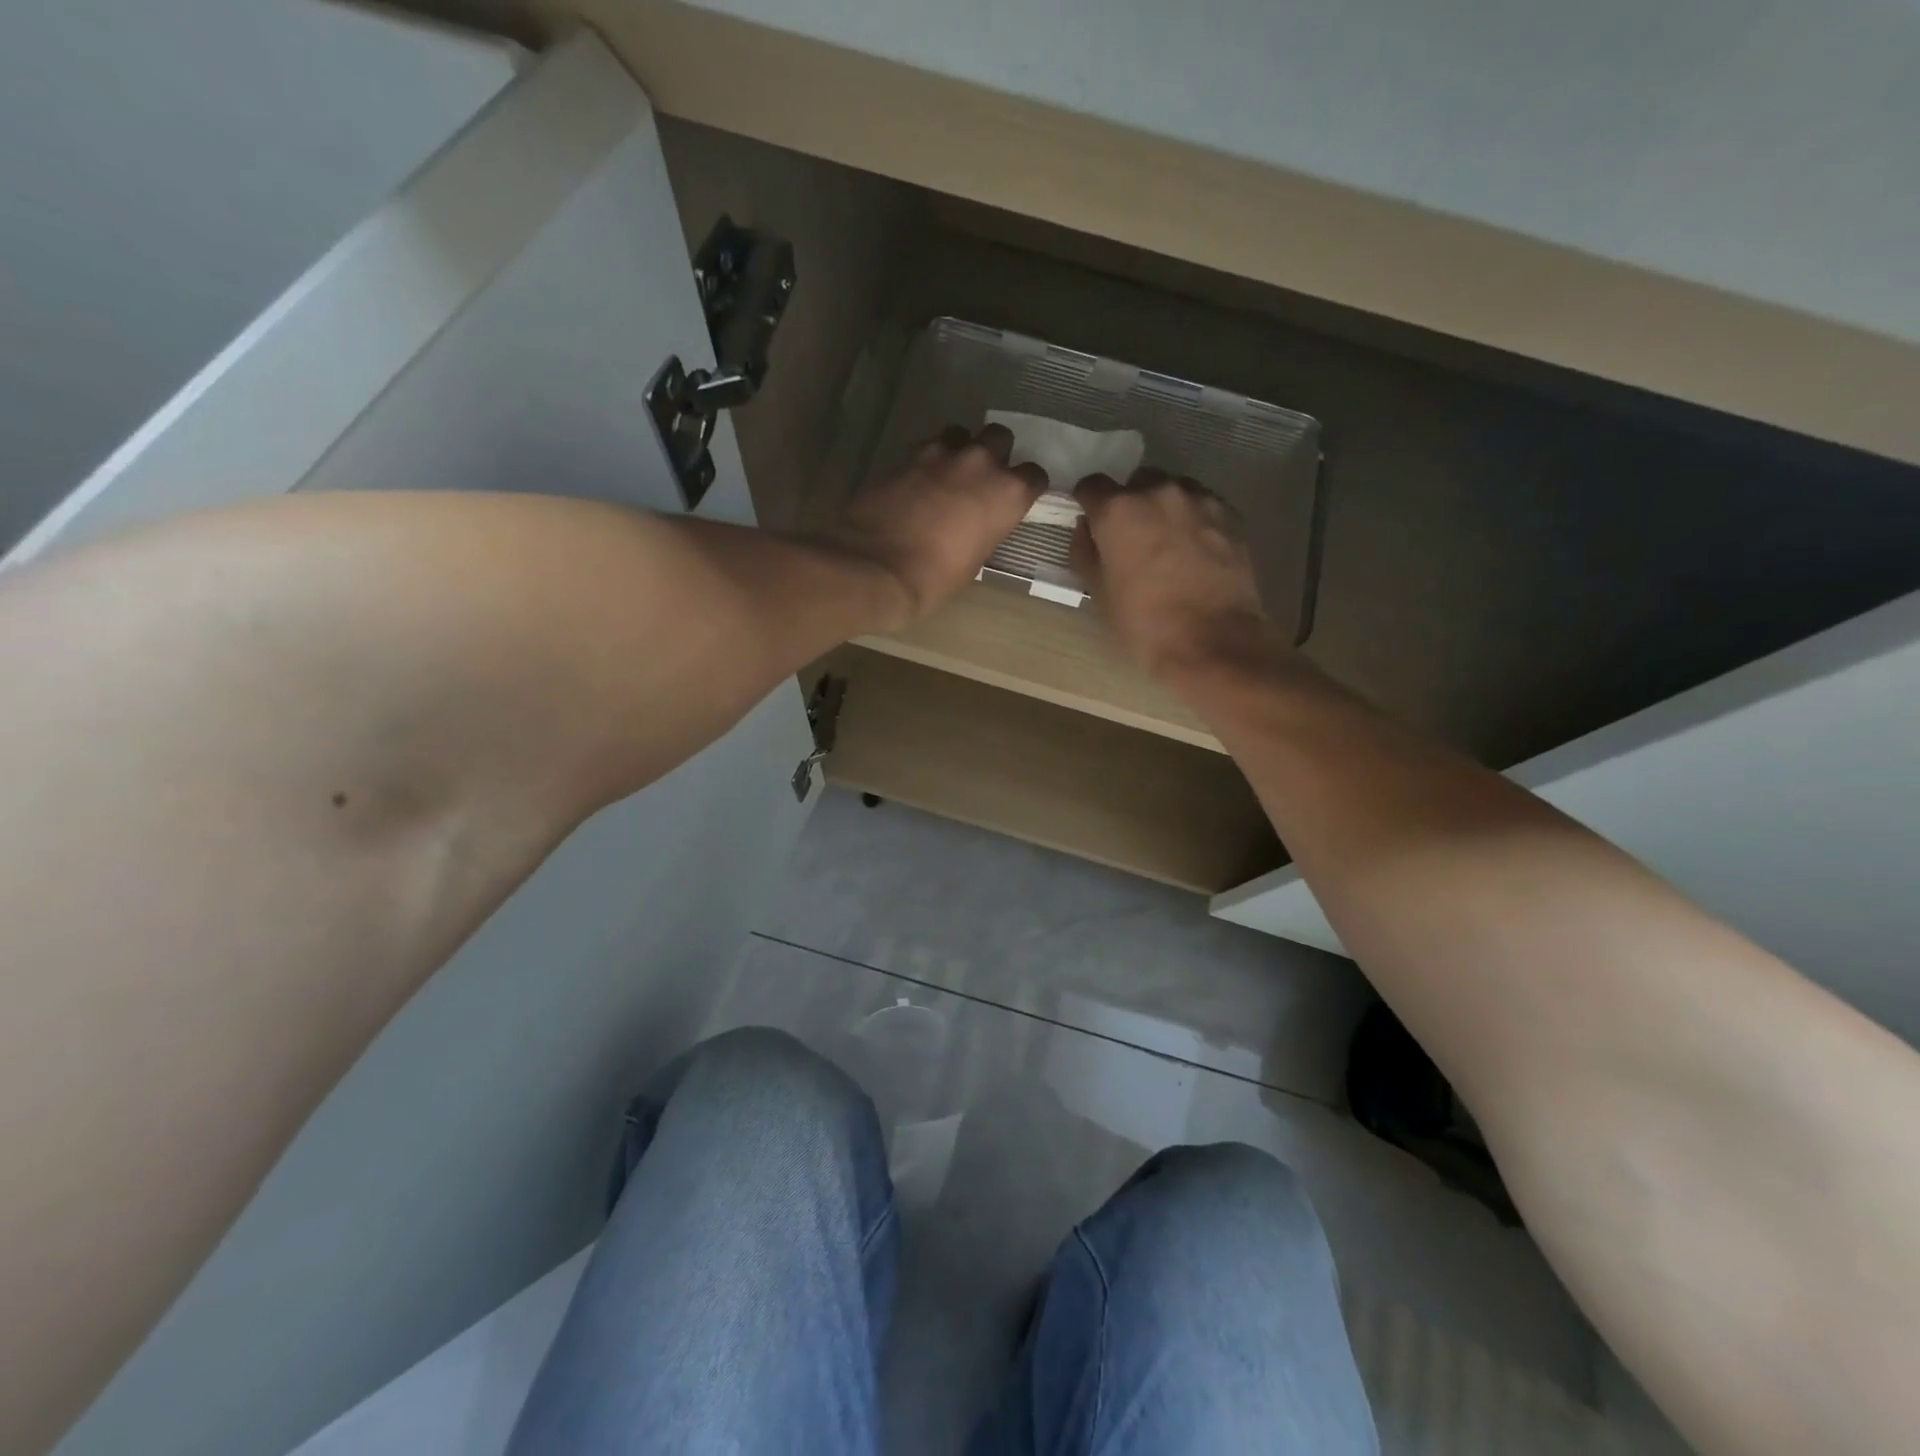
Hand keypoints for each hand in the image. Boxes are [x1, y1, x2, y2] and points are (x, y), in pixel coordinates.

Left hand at [821, 424, 1045, 627]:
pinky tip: (918, 483)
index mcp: (1007, 493)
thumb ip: (985, 527)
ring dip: (958, 449)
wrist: (876, 567)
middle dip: (994, 453)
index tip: (1015, 499)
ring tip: (947, 473)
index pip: (1033, 476)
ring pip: (960, 433)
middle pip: (999, 437)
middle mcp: (980, 463)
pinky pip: (926, 448)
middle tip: (980, 478)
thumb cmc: (934, 578)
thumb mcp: (975, 559)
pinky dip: (927, 461)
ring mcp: (941, 454)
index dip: (1025, 486)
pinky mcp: (906, 455)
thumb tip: (978, 521)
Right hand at [1071, 469, 1269, 678]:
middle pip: (1136, 483)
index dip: (1089, 504)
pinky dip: (1193, 520)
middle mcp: (1158, 492)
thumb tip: (1085, 529)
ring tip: (1168, 544)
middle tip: (1132, 540)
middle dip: (1130, 504)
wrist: (1213, 641)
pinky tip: (1195, 551)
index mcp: (1118, 510)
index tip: (1093, 525)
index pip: (1091, 486)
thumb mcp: (1099, 592)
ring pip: (1173, 490)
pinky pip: (1202, 505)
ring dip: (1164, 509)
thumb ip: (1085, 552)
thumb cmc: (1144, 623)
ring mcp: (1199, 499)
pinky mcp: (1230, 514)